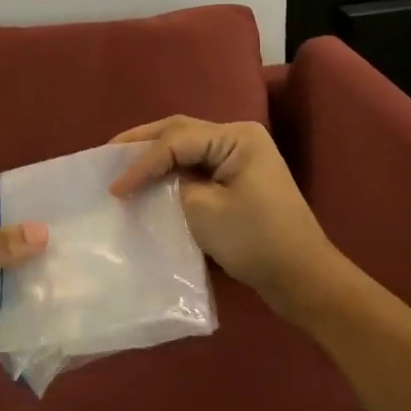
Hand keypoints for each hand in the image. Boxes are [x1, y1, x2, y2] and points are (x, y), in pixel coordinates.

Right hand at [110, 117, 340, 320]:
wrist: (303, 279)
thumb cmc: (255, 241)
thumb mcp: (204, 210)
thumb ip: (173, 184)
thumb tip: (156, 180)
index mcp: (236, 137)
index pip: (176, 140)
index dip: (141, 162)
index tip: (114, 189)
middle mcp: (239, 137)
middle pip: (180, 131)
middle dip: (142, 142)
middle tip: (106, 153)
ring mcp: (240, 157)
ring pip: (186, 146)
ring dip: (154, 155)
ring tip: (120, 162)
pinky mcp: (237, 179)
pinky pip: (196, 165)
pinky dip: (170, 170)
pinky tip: (149, 179)